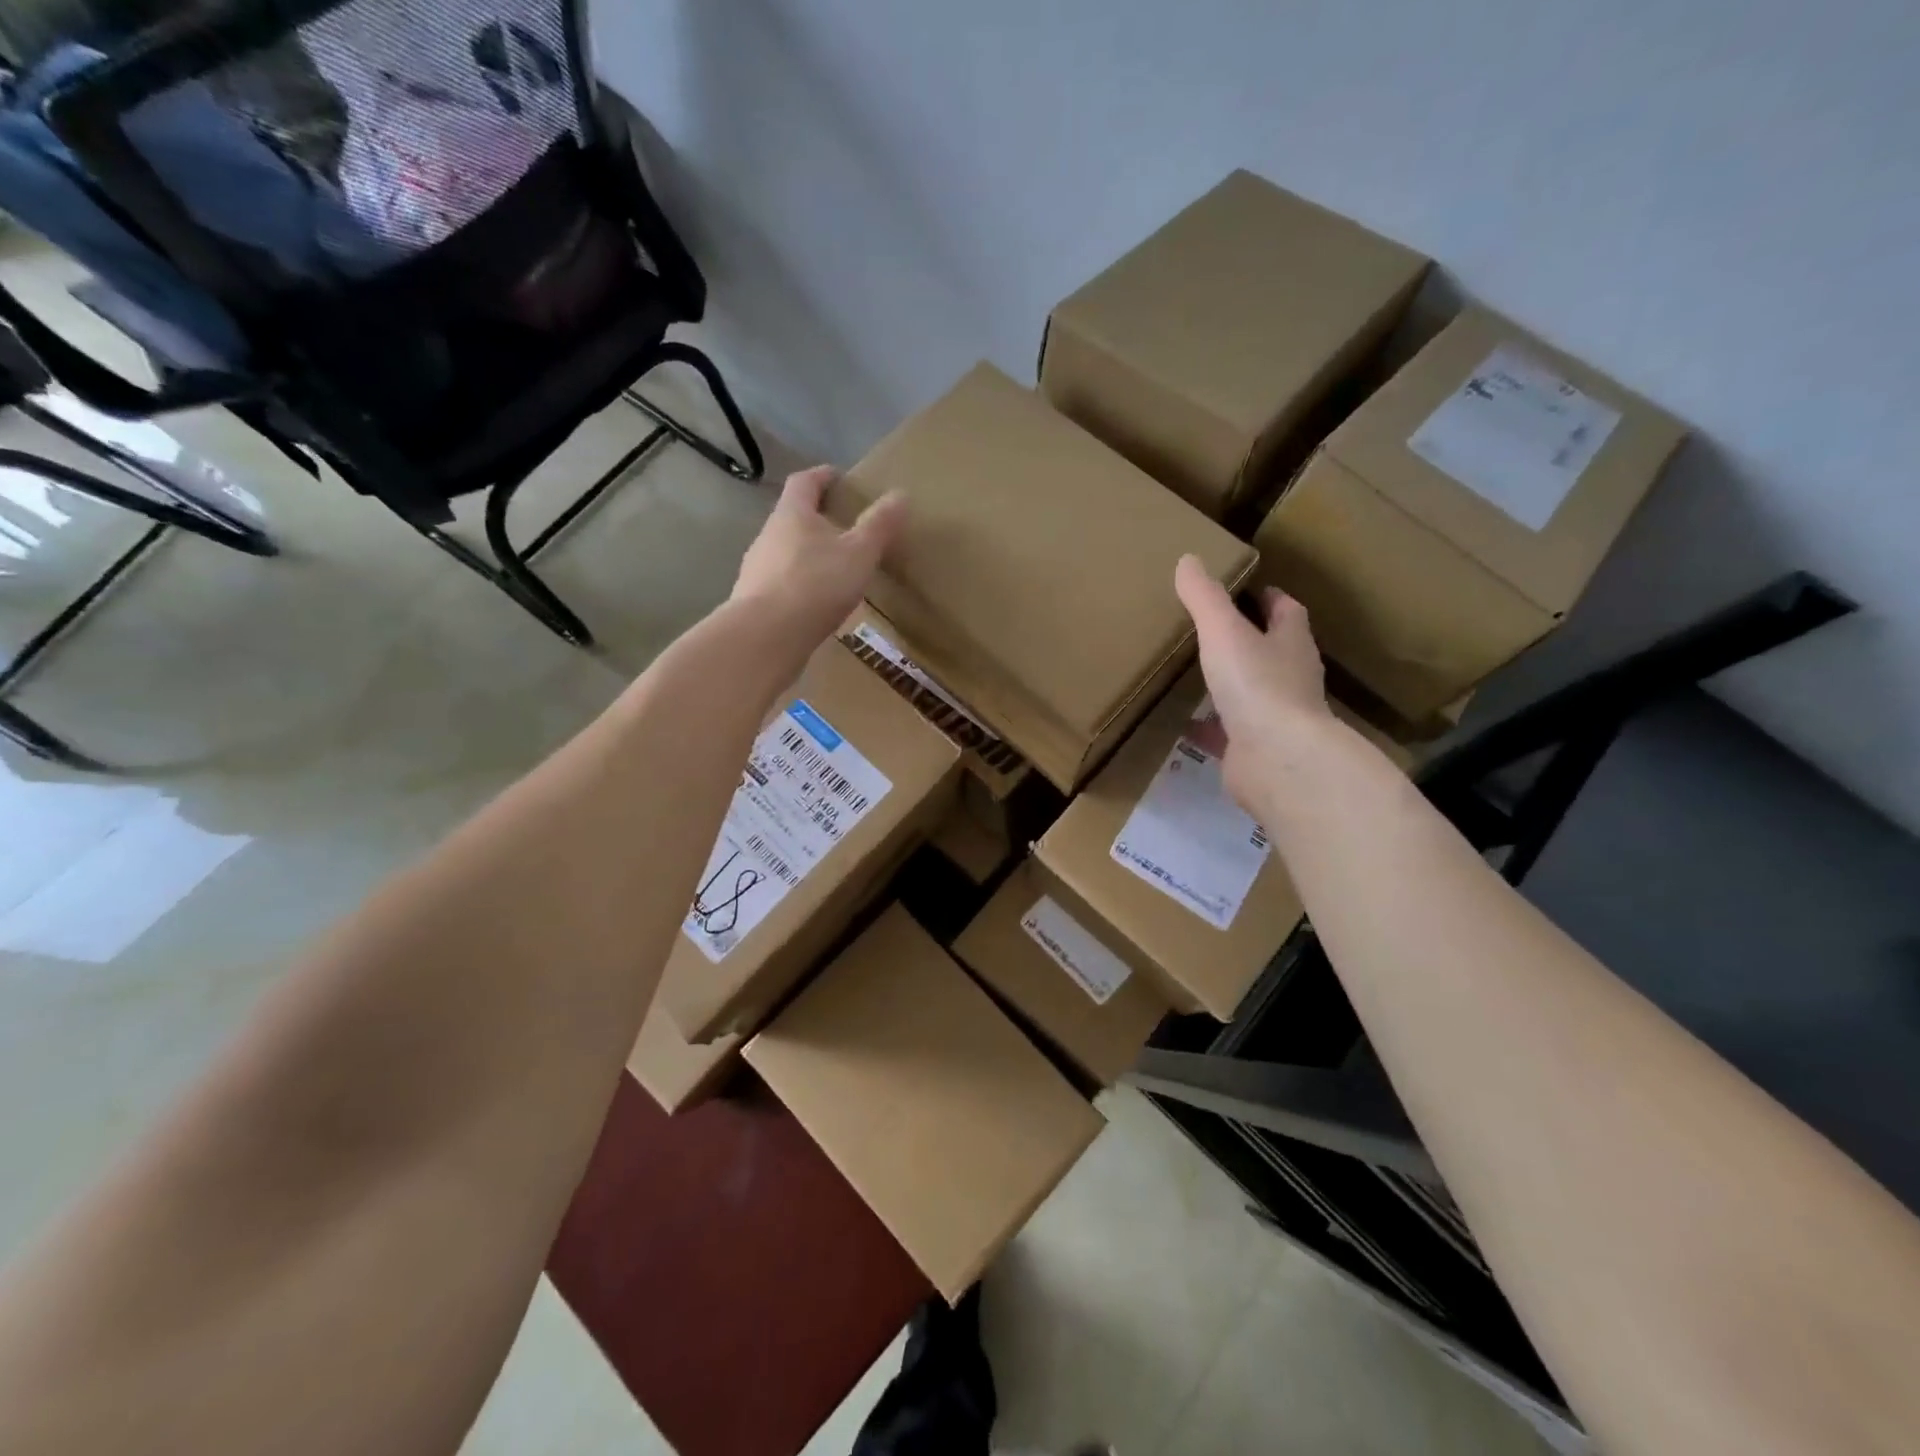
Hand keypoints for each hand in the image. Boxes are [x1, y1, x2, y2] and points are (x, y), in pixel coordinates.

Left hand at [731, 466, 905, 644]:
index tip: (839, 477)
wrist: (766, 636)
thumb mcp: (859, 553)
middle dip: (816, 518)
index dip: (822, 476)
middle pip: (792, 517)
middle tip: (843, 527)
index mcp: (792, 514)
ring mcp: (756, 568)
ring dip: (807, 554)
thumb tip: (900, 494)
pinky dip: (799, 584)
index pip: (804, 482)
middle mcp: (768, 535)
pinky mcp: (753, 600)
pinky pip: (781, 583)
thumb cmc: (816, 584)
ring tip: (833, 568)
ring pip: (785, 551)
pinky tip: (815, 602)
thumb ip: (879, 525)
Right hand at [1174, 555, 1334, 812]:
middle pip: (1272, 652)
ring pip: (1250, 694)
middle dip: (1249, 641)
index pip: (1287, 613)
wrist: (1278, 761)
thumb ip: (1205, 599)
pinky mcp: (1253, 750)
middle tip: (1216, 629)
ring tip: (1195, 674)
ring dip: (1229, 685)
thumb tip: (1188, 559)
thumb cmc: (1258, 686)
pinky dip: (1207, 727)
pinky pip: (1226, 733)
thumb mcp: (1224, 632)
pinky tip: (1181, 723)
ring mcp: (1274, 718)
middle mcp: (1289, 679)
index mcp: (1290, 645)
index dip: (1272, 600)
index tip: (1254, 589)